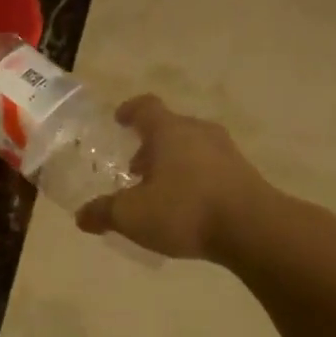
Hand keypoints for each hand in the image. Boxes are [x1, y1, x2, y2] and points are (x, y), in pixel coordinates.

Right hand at [75, 96, 271, 261]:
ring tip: (160, 191)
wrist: (254, 229)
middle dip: (150, 145)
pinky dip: (195, 178)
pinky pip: (211, 167)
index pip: (146, 107)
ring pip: (192, 148)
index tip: (120, 119)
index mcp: (169, 131)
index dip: (130, 111)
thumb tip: (82, 216)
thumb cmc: (185, 210)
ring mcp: (226, 152)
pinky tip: (188, 206)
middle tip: (135, 169)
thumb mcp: (132, 216)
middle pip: (170, 128)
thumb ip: (104, 213)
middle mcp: (198, 132)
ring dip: (174, 163)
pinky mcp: (245, 174)